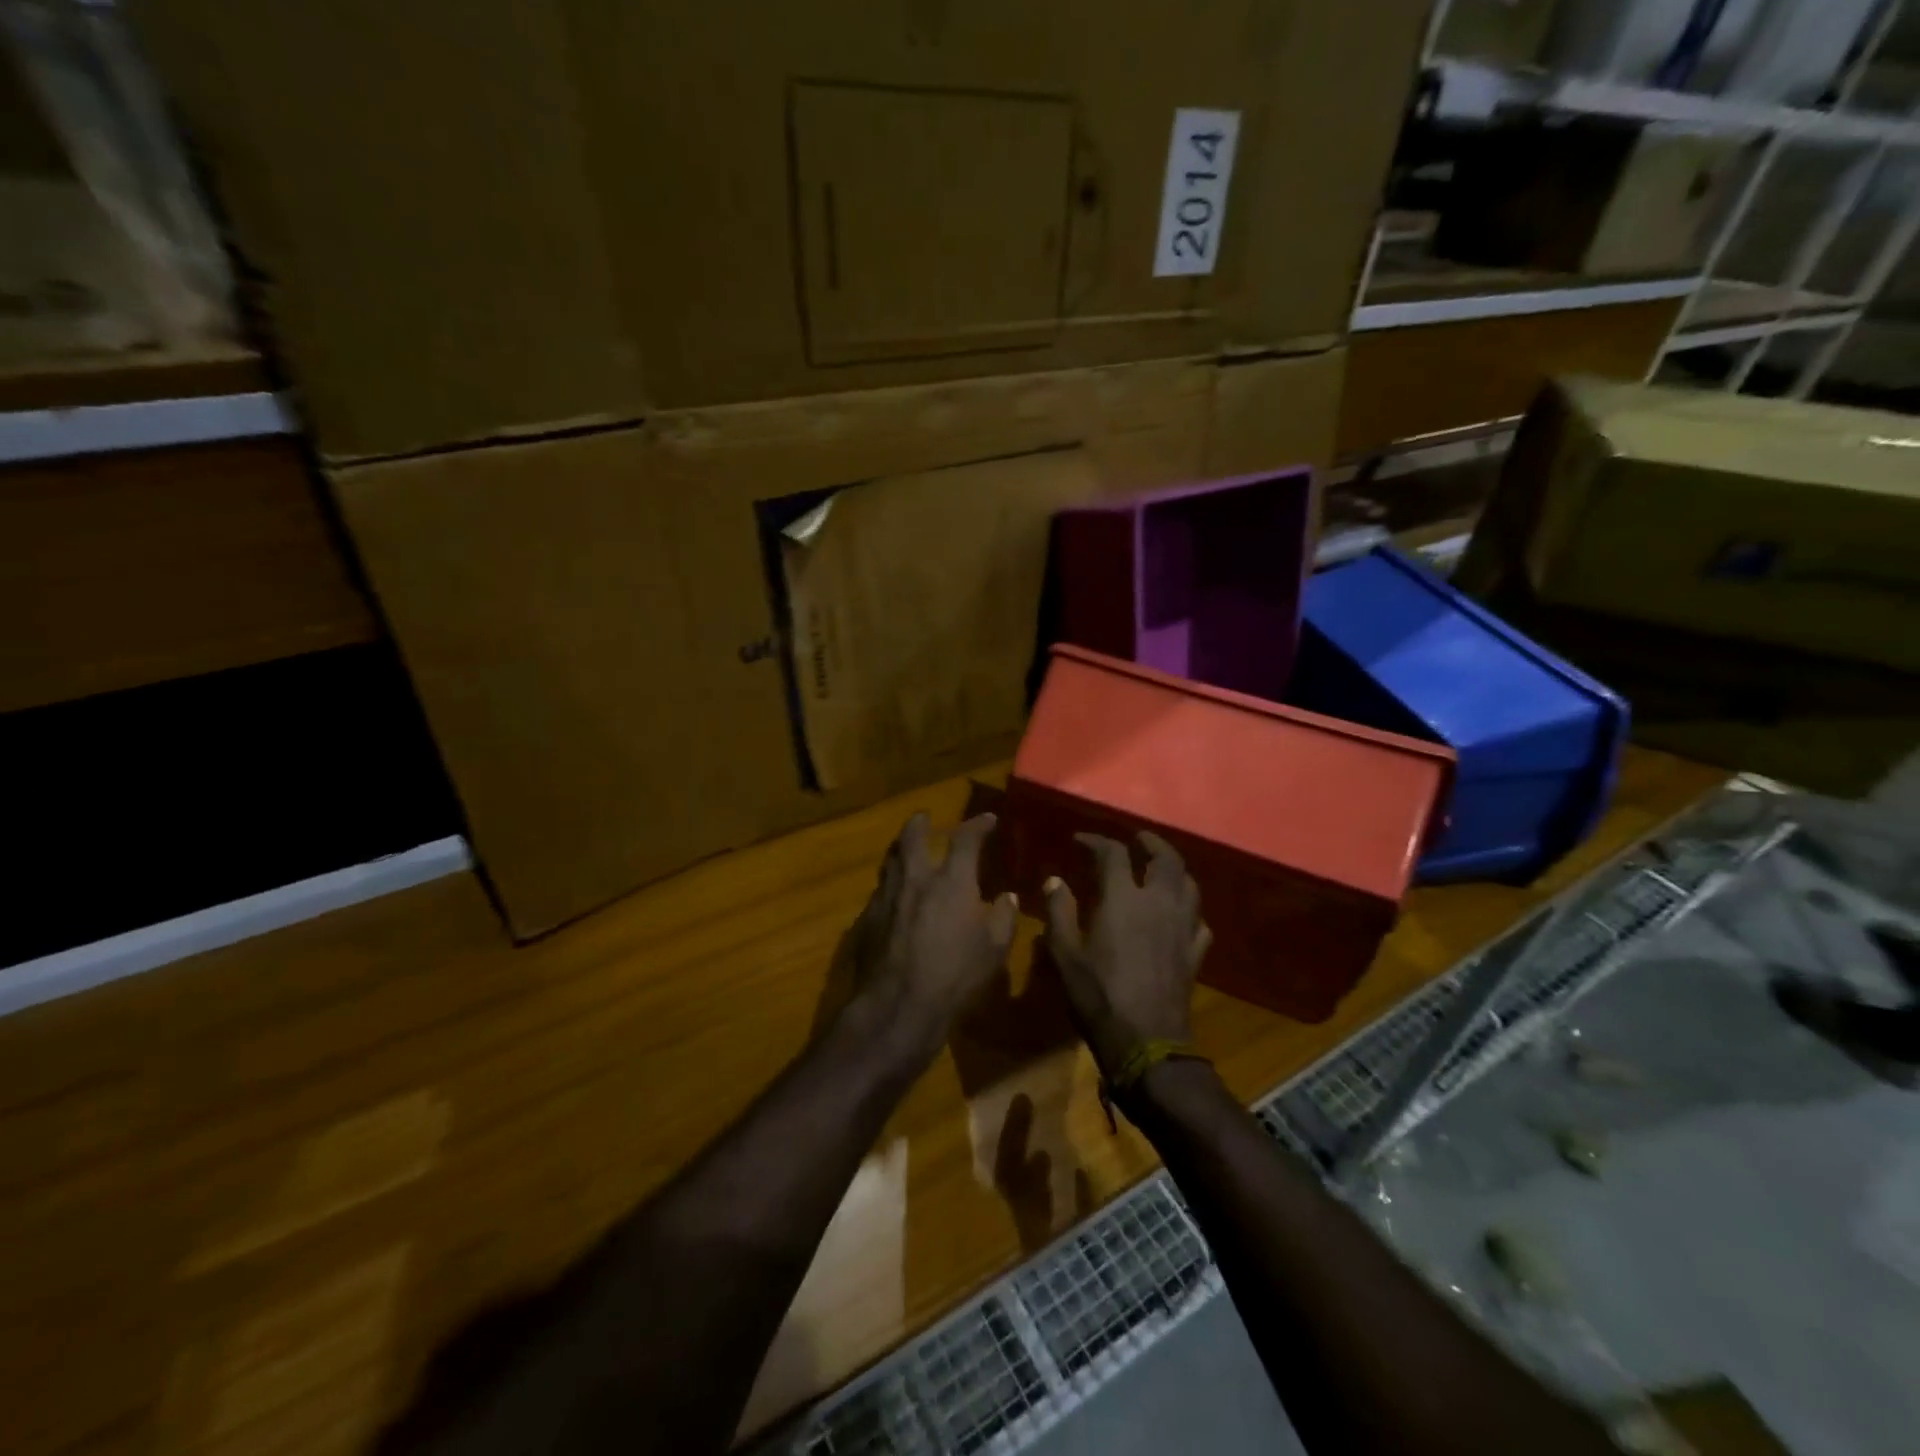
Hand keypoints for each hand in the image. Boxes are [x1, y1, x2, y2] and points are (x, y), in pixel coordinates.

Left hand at [836, 812, 1018, 1061]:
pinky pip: (880, 889)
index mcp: (951, 881)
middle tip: (924, 817)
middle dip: (920, 822)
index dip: (977, 825)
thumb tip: (1007, 897)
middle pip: (913, 836)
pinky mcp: (868, 918)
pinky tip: (894, 894)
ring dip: (900, 848)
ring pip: (890, 859)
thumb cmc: (955, 975)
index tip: (987, 819)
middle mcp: (916, 879)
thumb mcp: (994, 950)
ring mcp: (887, 896)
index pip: (965, 839)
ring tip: (906, 847)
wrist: (898, 1005)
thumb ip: (1003, 918)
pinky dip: (890, 882)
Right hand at [1043, 832, 1210, 1076]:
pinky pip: (1199, 921)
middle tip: (1137, 839)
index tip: (1081, 840)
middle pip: (1166, 859)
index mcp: (1123, 899)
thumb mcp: (1066, 955)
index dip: (1096, 841)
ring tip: (1160, 870)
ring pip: (1189, 885)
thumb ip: (1059, 912)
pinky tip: (1179, 916)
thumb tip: (1055, 880)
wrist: (1146, 1043)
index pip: (1113, 854)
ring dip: (1174, 870)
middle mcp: (1159, 903)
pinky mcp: (1195, 953)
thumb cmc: (1098, 996)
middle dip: (1151, 843)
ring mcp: (1183, 928)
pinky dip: (1189, 911)